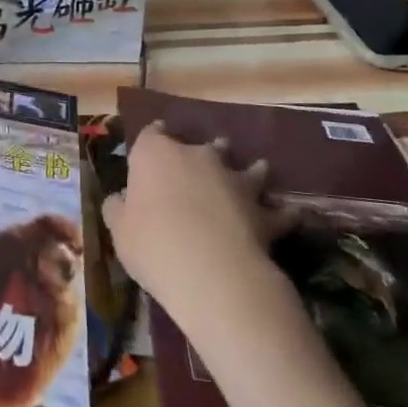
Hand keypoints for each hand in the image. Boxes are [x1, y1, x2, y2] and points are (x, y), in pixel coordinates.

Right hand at [102, 122, 296, 335]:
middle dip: (207, 151)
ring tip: (258, 169)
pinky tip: (289, 214)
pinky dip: (282, 212)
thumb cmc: (152, 244)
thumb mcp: (119, 230)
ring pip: (249, 168)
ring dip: (252, 170)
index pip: (152, 134)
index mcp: (155, 155)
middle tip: (207, 158)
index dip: (153, 135)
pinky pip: (278, 210)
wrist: (211, 272)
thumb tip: (121, 198)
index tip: (155, 137)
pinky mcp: (263, 212)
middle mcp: (197, 157)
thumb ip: (118, 208)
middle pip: (204, 146)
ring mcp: (235, 181)